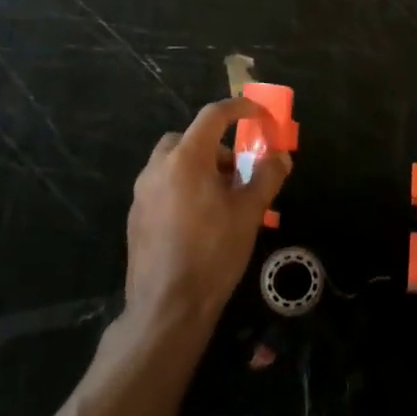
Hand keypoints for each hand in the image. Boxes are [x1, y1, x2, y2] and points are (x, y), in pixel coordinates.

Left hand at [125, 99, 291, 331]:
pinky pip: (161, 187)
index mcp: (186, 159)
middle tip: (236, 170)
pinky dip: (182, 187)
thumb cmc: (213, 252)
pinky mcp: (136, 217)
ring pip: (171, 163)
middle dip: (214, 145)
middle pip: (187, 138)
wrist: (168, 306)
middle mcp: (158, 168)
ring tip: (221, 198)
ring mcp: (142, 193)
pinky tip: (199, 220)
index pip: (213, 116)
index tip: (259, 115)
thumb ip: (266, 177)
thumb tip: (280, 157)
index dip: (240, 109)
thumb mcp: (249, 213)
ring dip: (197, 167)